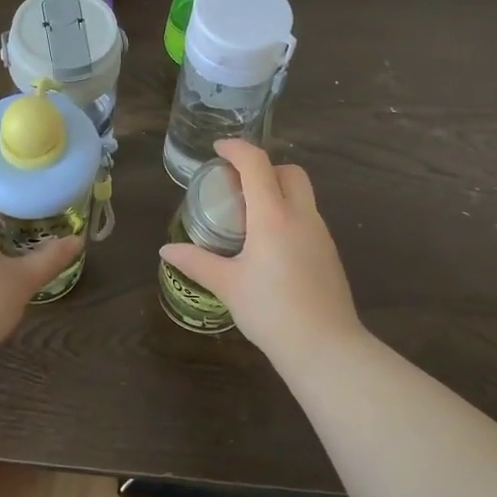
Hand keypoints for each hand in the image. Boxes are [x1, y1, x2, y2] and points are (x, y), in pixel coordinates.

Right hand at [159, 139, 363, 362]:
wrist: (325, 347)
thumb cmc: (271, 311)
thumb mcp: (227, 285)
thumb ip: (196, 262)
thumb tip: (166, 250)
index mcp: (273, 216)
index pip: (256, 164)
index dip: (236, 149)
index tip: (218, 149)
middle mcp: (301, 215)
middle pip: (288, 171)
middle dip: (263, 167)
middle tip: (237, 185)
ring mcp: (321, 233)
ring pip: (302, 194)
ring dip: (277, 191)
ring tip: (250, 216)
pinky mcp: (330, 252)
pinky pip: (308, 217)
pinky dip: (289, 214)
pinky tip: (271, 245)